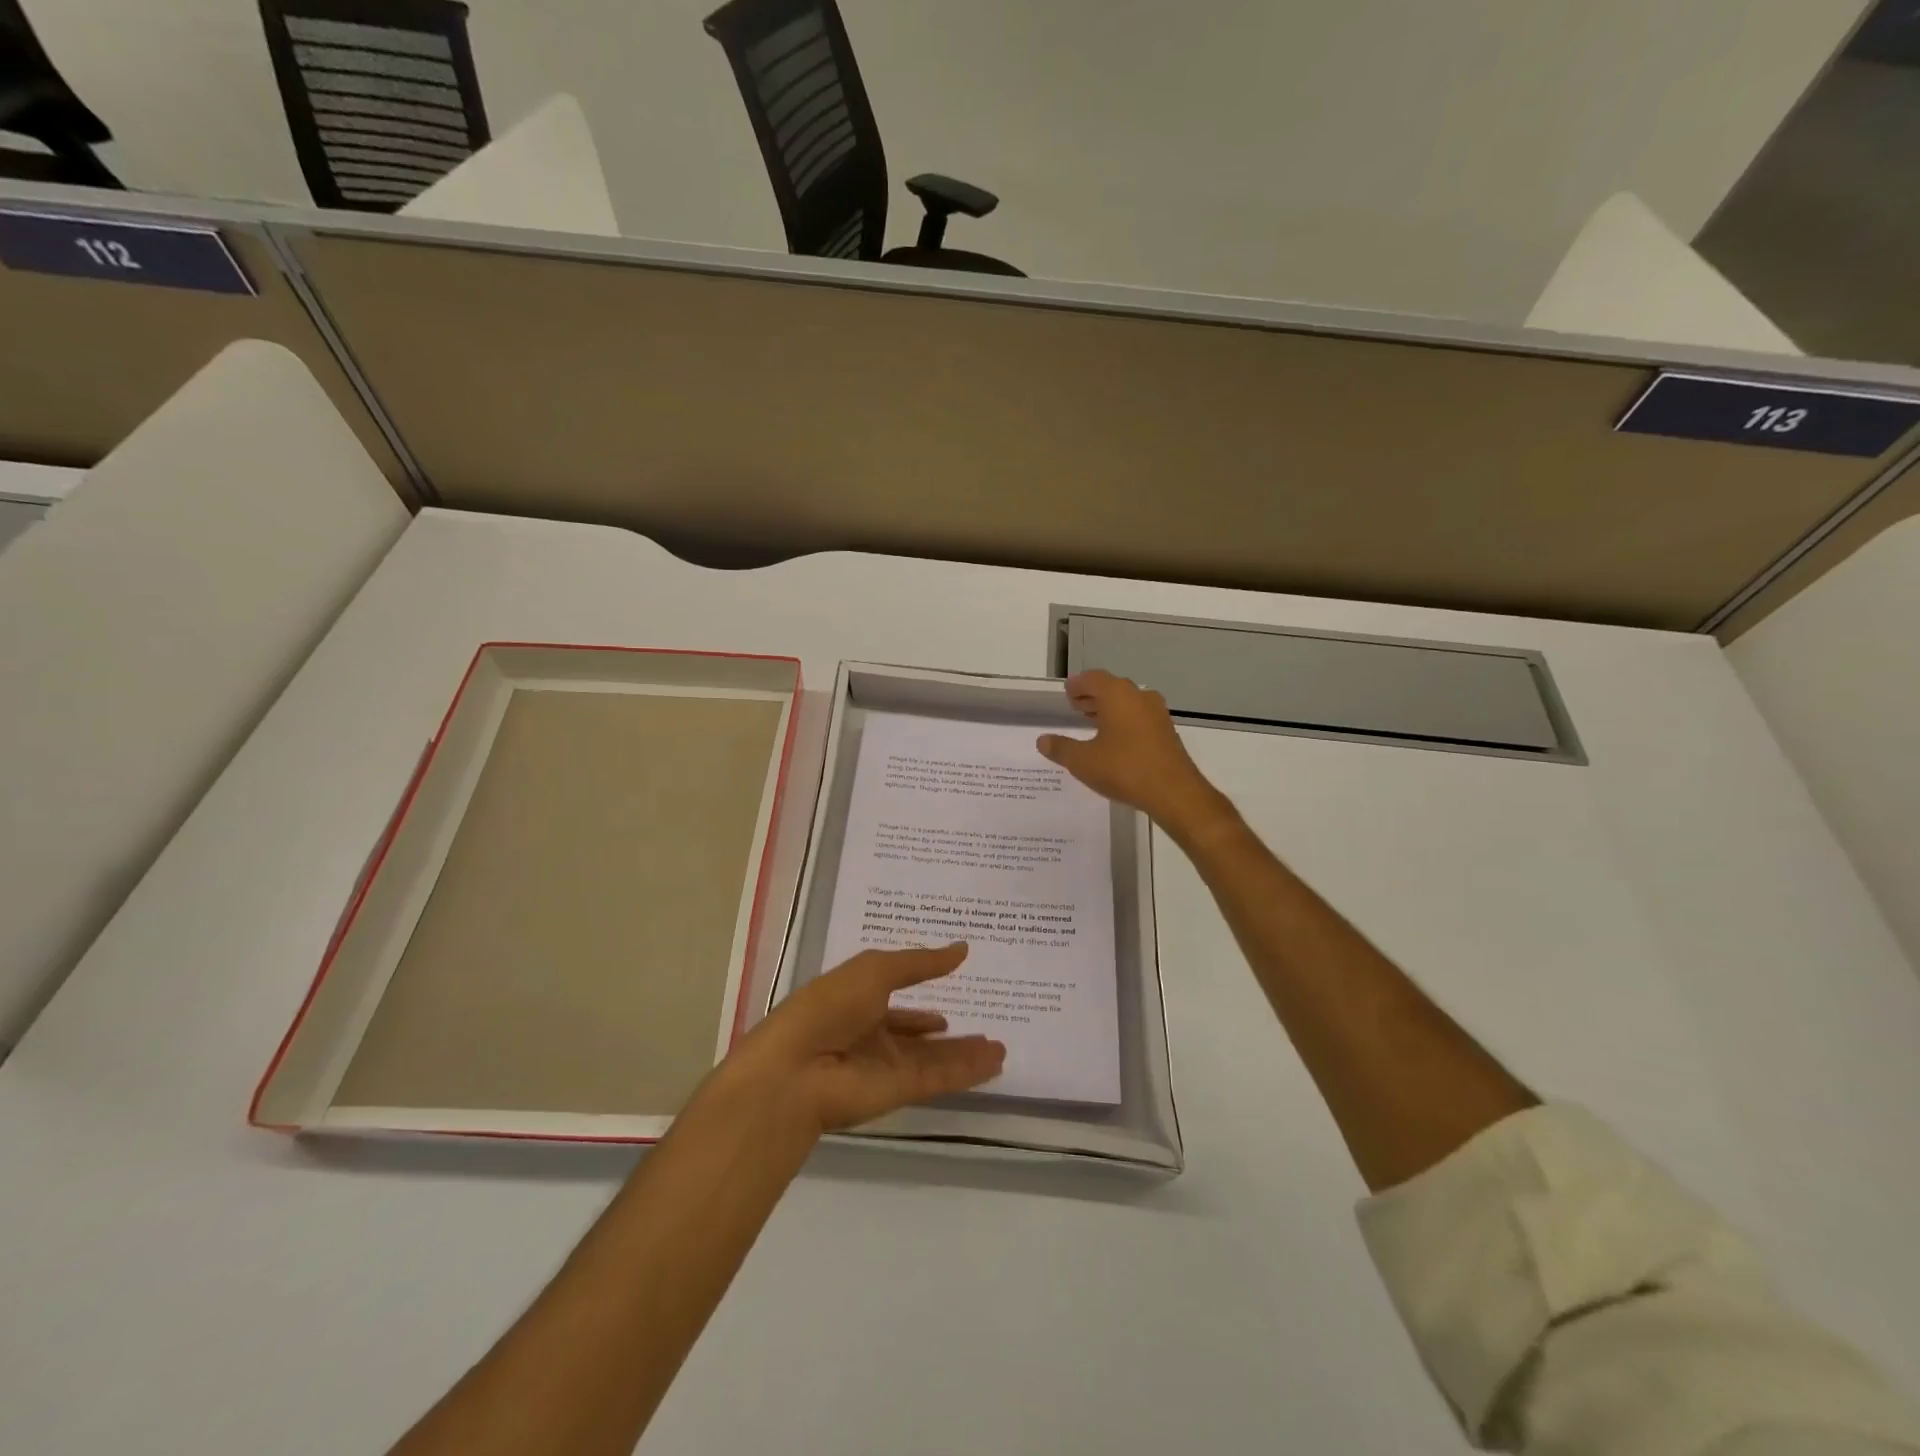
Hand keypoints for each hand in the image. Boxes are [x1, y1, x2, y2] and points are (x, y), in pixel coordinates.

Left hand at [725, 944, 1005, 1133]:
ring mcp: (885, 1066)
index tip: (949, 992)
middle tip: (984, 1027)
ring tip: (1000, 1046)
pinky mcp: (899, 1091)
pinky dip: (967, 1071)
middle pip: (917, 1035)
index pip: (893, 1002)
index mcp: (855, 1003)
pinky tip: (994, 1062)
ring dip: (965, 1053)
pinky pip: (940, 1077)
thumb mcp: (876, 969)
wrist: (797, 1071)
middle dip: (947, 1034)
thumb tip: (962, 948)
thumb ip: (921, 962)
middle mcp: (870, 1036)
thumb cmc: (829, 1006)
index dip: (918, 1001)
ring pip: (934, 1059)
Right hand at [1037, 670, 1225, 839]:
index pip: (1093, 679)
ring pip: (1127, 703)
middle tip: (1075, 706)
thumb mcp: (1083, 761)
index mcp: (1117, 695)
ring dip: (1109, 709)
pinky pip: (1139, 718)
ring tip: (1091, 722)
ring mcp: (1157, 714)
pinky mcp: (1166, 732)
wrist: (1173, 792)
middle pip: (1111, 689)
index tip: (1067, 692)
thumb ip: (1061, 748)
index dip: (1078, 685)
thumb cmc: (1124, 769)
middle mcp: (1139, 697)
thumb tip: (1042, 740)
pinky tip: (1114, 740)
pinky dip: (1123, 721)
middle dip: (1092, 696)